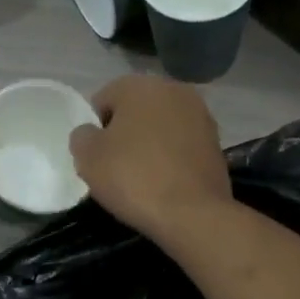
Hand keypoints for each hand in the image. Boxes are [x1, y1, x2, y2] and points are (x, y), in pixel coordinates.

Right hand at [69, 74, 233, 243]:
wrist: (192, 213)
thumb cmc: (134, 178)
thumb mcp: (88, 158)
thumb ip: (82, 137)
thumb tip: (91, 134)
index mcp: (141, 84)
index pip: (104, 99)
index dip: (95, 129)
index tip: (96, 156)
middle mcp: (174, 89)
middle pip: (136, 110)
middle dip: (125, 133)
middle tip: (116, 166)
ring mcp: (201, 115)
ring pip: (161, 126)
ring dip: (150, 144)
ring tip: (142, 177)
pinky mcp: (217, 142)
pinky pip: (182, 145)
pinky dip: (171, 158)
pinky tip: (165, 182)